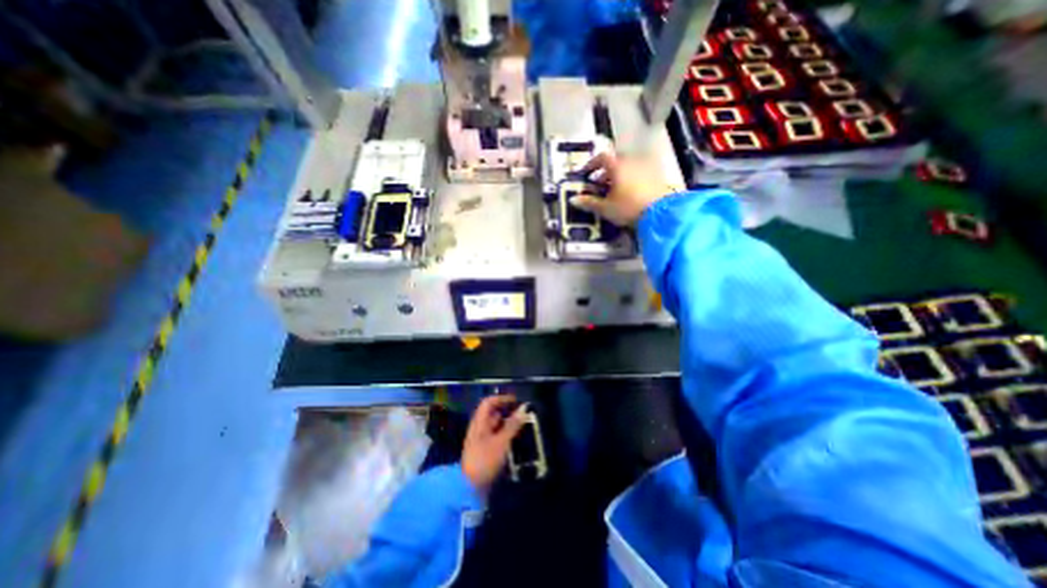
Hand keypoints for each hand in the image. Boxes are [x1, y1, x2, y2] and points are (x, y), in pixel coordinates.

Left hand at [461, 395, 526, 495]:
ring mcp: (481, 440)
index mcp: (479, 422)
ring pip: (495, 425)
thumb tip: (523, 409)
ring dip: (508, 423)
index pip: (488, 402)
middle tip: (522, 414)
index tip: (516, 401)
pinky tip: (515, 439)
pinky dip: (505, 434)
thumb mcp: (501, 442)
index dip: (502, 398)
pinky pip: (496, 436)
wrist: (469, 488)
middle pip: (492, 413)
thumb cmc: (485, 460)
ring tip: (522, 425)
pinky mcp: (485, 451)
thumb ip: (512, 425)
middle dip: (507, 411)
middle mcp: (479, 428)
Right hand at [569, 149, 664, 224]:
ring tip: (615, 191)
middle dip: (606, 172)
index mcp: (618, 165)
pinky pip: (639, 172)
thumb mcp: (605, 208)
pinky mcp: (657, 175)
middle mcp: (632, 161)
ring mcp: (646, 166)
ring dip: (619, 175)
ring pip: (628, 167)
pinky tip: (630, 193)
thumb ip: (589, 202)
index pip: (602, 157)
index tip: (586, 174)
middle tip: (600, 185)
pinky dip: (631, 179)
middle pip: (616, 161)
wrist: (661, 213)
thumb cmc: (628, 207)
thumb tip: (573, 200)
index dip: (592, 164)